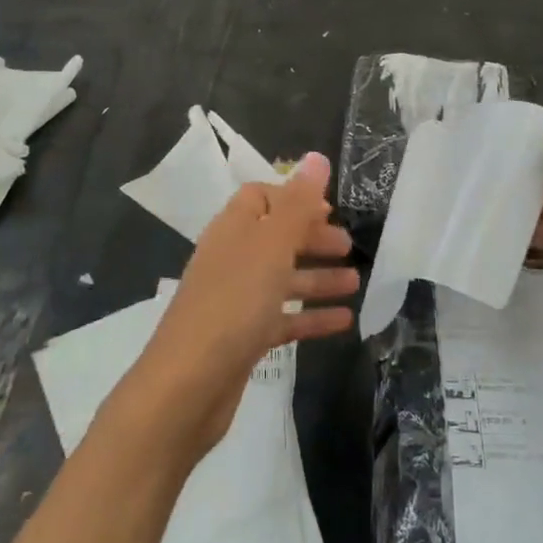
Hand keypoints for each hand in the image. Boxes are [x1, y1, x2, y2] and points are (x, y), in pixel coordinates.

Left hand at [127, 153, 357, 460]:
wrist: (187, 386)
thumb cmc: (233, 304)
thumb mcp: (271, 247)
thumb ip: (298, 203)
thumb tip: (317, 157)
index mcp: (232, 230)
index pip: (259, 198)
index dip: (294, 198)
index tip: (329, 210)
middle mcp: (231, 259)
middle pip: (275, 238)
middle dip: (312, 239)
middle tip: (349, 247)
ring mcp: (235, 301)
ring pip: (282, 279)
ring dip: (317, 278)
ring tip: (355, 282)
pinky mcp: (242, 338)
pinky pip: (282, 319)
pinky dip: (310, 317)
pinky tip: (343, 322)